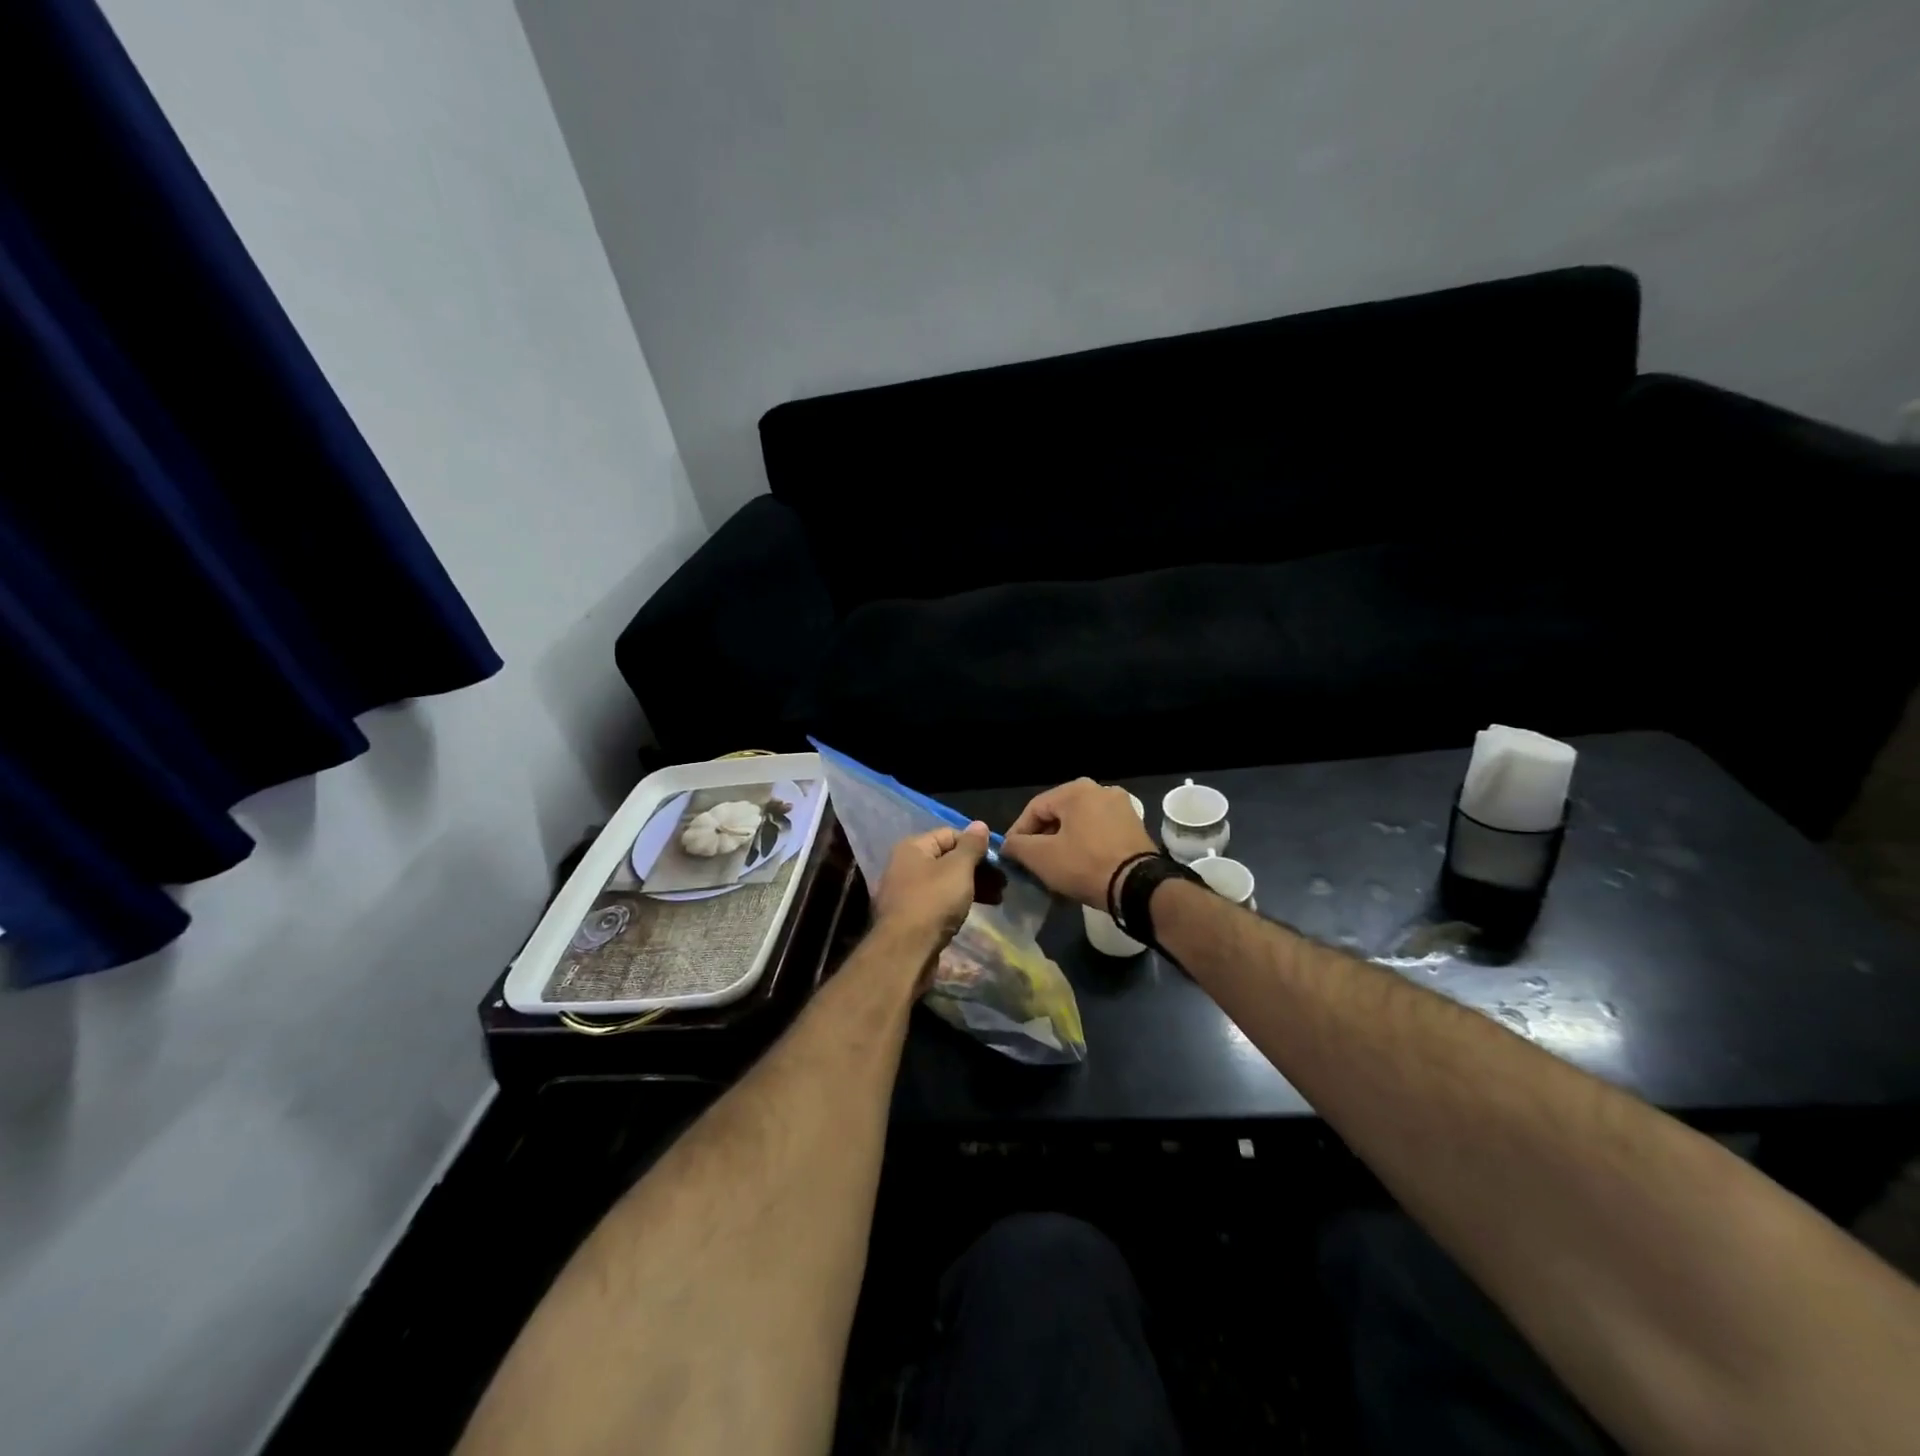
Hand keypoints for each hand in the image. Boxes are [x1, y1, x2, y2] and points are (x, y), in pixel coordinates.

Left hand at [872, 822, 990, 941]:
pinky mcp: (910, 915)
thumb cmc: (933, 902)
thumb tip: (980, 824)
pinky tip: (974, 911)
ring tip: (996, 899)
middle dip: (977, 869)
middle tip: (1003, 884)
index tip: (998, 861)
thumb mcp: (958, 869)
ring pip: (945, 881)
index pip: (950, 834)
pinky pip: (938, 900)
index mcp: (913, 847)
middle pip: (948, 858)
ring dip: (972, 886)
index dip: (976, 845)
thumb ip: (971, 846)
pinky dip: (957, 902)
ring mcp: (906, 891)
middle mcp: (905, 865)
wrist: (905, 951)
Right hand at [1001, 779, 1155, 909]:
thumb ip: (1017, 846)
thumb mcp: (1041, 857)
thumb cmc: (1084, 865)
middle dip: (1041, 840)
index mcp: (1076, 790)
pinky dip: (1084, 846)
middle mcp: (1100, 790)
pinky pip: (1099, 832)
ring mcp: (1121, 807)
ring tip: (1053, 868)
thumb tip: (1007, 845)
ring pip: (1079, 825)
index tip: (1010, 855)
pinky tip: (1078, 867)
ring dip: (1063, 844)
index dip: (1017, 832)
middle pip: (1058, 815)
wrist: (1138, 886)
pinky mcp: (1134, 826)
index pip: (1034, 808)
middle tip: (1031, 863)